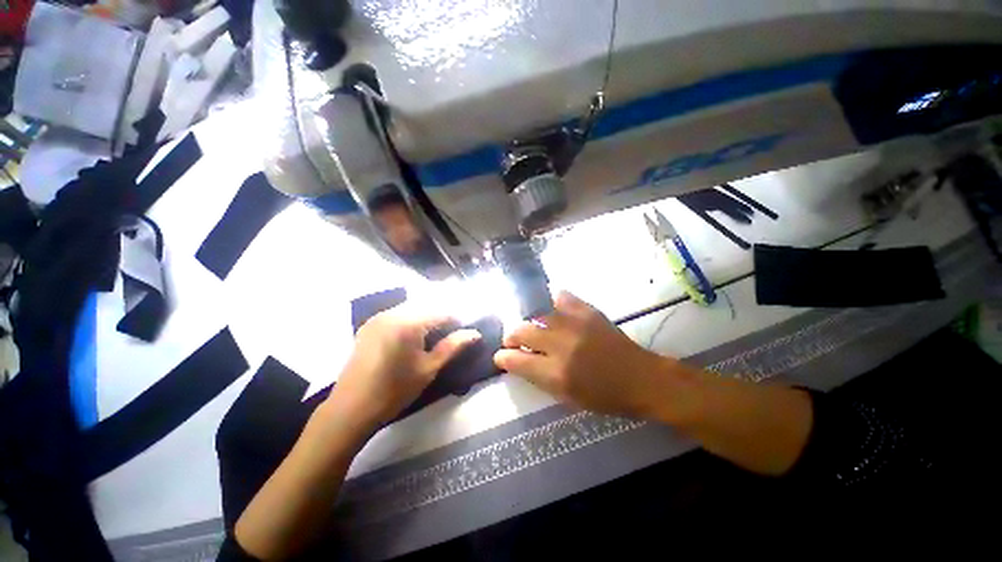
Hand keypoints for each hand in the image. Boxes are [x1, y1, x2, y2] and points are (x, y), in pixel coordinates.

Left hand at [331, 305, 480, 427]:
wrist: (351, 409)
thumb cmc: (395, 390)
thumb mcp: (429, 369)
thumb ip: (453, 346)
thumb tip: (475, 333)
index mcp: (408, 322)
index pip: (442, 312)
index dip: (457, 321)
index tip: (464, 333)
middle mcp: (392, 313)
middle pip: (426, 307)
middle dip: (441, 318)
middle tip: (450, 336)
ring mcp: (377, 317)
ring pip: (411, 309)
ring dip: (426, 319)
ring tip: (433, 338)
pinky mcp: (368, 325)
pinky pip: (396, 315)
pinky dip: (410, 321)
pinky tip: (412, 338)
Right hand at [494, 292, 680, 417]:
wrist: (641, 378)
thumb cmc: (604, 396)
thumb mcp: (567, 397)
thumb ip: (539, 378)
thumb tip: (518, 362)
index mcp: (556, 373)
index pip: (516, 361)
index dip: (503, 358)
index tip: (500, 356)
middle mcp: (561, 345)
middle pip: (522, 331)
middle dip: (511, 337)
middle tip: (513, 341)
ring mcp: (575, 324)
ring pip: (537, 315)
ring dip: (530, 322)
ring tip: (533, 327)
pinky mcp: (588, 311)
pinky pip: (562, 297)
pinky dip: (553, 302)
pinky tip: (553, 308)